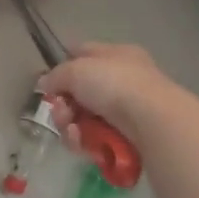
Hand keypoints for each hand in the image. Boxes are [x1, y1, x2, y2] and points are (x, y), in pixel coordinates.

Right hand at [38, 41, 187, 146]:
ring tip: (73, 132)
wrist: (152, 121)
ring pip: (86, 118)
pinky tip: (83, 144)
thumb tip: (46, 84)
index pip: (83, 53)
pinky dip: (86, 142)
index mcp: (116, 55)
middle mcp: (123, 80)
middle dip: (64, 105)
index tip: (50, 82)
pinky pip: (97, 139)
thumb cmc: (114, 84)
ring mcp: (128, 110)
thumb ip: (56, 76)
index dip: (64, 66)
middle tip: (61, 114)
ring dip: (72, 126)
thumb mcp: (76, 70)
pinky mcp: (130, 138)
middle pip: (81, 92)